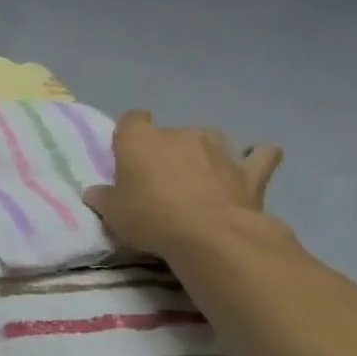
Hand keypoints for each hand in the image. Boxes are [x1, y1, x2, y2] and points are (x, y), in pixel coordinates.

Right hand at [83, 111, 283, 257]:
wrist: (209, 236)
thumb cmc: (149, 218)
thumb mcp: (112, 214)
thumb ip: (104, 198)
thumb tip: (97, 192)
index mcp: (140, 140)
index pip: (132, 119)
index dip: (130, 132)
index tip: (128, 151)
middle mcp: (180, 134)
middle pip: (171, 133)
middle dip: (167, 151)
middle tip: (161, 180)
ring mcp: (219, 149)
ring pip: (210, 140)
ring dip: (205, 153)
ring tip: (201, 177)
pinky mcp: (250, 170)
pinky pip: (259, 155)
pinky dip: (256, 158)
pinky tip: (251, 166)